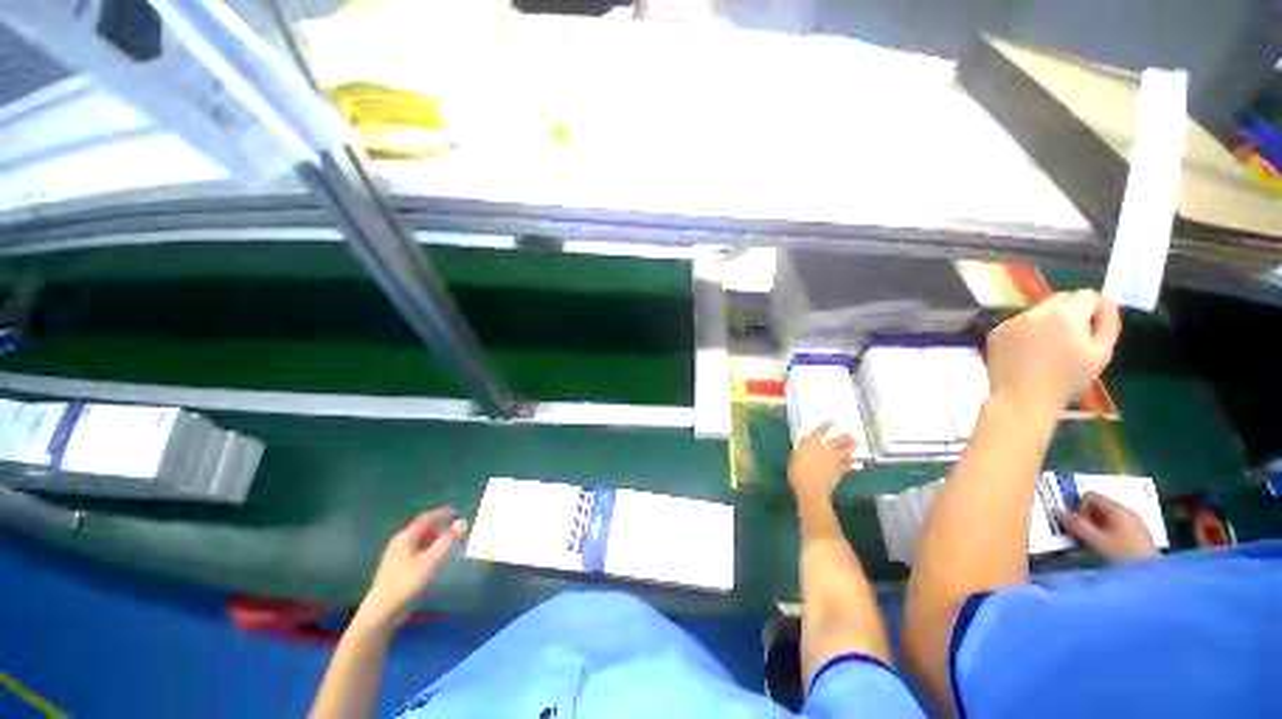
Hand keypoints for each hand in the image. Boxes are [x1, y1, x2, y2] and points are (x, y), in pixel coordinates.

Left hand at [356, 507, 467, 632]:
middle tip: (457, 530)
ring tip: (450, 544)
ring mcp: (397, 556)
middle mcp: (400, 543)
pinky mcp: (398, 569)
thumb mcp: (431, 561)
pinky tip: (437, 558)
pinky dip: (430, 549)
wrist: (382, 612)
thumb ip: (447, 541)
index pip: (427, 518)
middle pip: (423, 529)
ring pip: (420, 541)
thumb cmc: (407, 584)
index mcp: (406, 537)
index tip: (458, 511)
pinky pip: (418, 551)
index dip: (443, 513)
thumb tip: (462, 522)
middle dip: (441, 526)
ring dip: (436, 539)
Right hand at [788, 421, 855, 501]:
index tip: (833, 421)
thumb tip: (804, 446)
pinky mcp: (839, 471)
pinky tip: (855, 460)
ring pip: (845, 451)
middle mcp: (825, 449)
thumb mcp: (794, 457)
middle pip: (837, 440)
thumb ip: (801, 450)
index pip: (820, 432)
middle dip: (844, 437)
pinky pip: (847, 464)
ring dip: (851, 446)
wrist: (811, 488)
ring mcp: (833, 460)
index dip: (827, 426)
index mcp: (811, 444)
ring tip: (857, 443)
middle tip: (852, 433)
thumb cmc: (797, 472)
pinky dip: (851, 462)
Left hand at [986, 289, 1120, 419]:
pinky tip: (1027, 351)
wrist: (1022, 397)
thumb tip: (1107, 300)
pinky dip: (1025, 330)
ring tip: (1048, 347)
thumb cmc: (1067, 380)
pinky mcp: (996, 331)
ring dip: (1047, 320)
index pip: (1086, 295)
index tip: (1091, 326)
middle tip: (1071, 336)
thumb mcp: (1101, 353)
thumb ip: (1108, 322)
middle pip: (1060, 298)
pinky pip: (1017, 323)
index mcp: (1066, 315)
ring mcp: (1012, 320)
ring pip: (1038, 310)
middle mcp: (1036, 312)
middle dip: (1070, 310)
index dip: (1093, 308)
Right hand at [1058, 492, 1158, 561]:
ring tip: (1097, 546)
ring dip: (1097, 529)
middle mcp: (1127, 511)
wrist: (1155, 578)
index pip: (1090, 496)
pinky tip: (1111, 550)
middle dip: (1088, 520)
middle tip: (1085, 538)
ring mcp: (1136, 523)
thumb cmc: (1123, 557)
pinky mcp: (1140, 535)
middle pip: (1099, 506)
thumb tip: (1058, 511)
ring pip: (1108, 518)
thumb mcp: (1096, 542)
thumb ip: (1077, 526)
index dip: (1080, 509)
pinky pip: (1118, 527)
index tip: (1081, 527)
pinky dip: (1109, 535)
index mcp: (1117, 509)